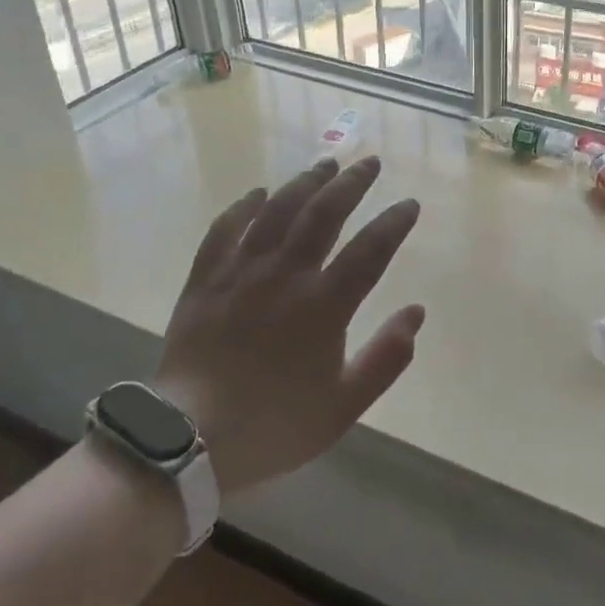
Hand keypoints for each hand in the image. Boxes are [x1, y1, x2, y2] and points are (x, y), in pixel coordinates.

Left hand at [153, 156, 423, 495]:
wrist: (188, 442)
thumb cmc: (274, 426)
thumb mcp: (344, 406)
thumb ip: (386, 358)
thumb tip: (416, 312)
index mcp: (324, 306)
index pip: (370, 250)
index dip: (393, 223)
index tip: (409, 204)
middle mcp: (286, 276)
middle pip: (324, 214)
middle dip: (351, 183)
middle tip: (370, 162)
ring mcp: (241, 273)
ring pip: (278, 211)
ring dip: (305, 183)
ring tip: (325, 164)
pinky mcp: (205, 280)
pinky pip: (225, 230)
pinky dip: (244, 207)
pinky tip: (258, 193)